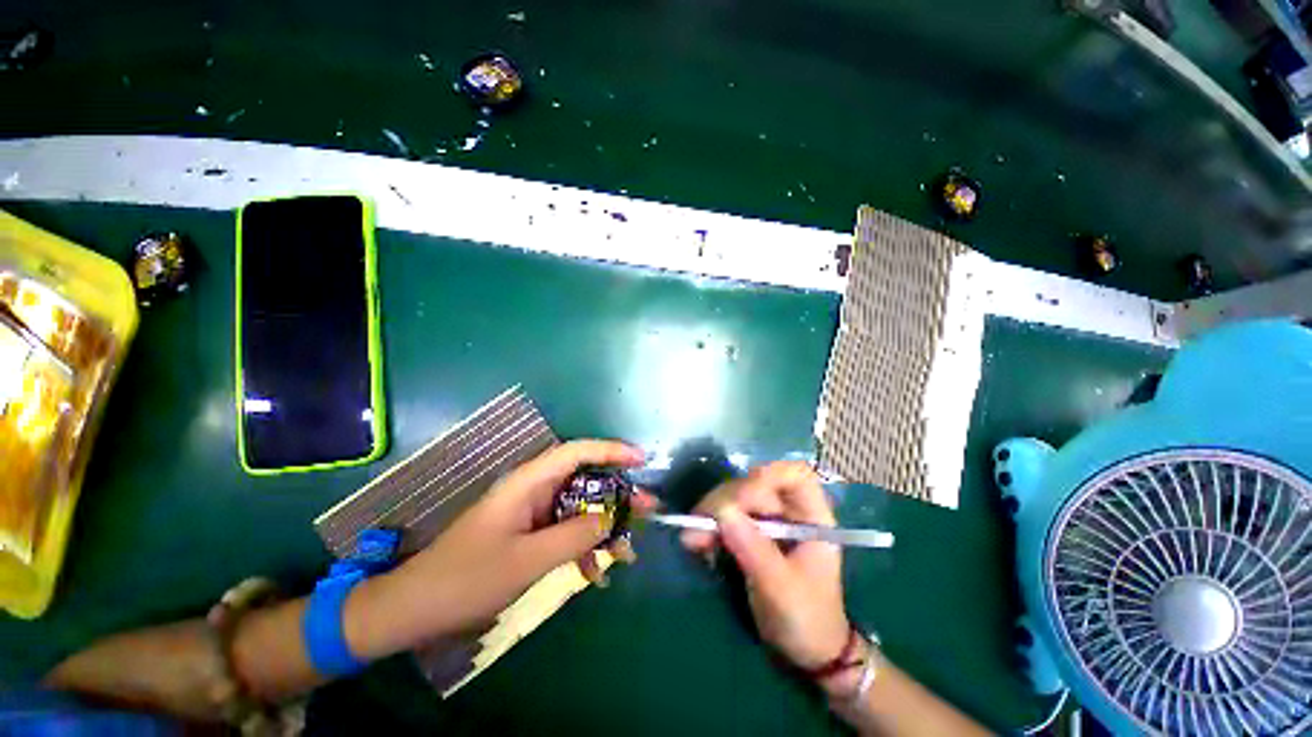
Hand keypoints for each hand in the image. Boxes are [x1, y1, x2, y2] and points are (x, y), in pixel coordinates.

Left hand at [346, 440, 652, 657]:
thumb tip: (612, 518)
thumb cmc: (466, 579)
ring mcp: (532, 512)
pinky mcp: (529, 533)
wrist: (415, 610)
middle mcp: (534, 490)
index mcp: (529, 483)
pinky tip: (595, 574)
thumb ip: (574, 536)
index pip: (577, 452)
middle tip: (647, 510)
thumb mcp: (526, 560)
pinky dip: (583, 548)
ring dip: (603, 527)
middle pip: (584, 480)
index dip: (611, 450)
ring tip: (627, 552)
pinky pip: (566, 531)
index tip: (642, 460)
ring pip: (579, 508)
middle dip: (617, 495)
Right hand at [681, 462, 850, 674]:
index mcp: (811, 518)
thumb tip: (723, 513)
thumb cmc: (807, 620)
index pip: (794, 475)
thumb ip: (754, 550)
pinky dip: (708, 528)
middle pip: (755, 485)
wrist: (804, 652)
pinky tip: (695, 544)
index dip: (768, 474)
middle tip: (700, 523)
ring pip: (735, 499)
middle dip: (727, 500)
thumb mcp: (782, 589)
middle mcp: (787, 511)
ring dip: (711, 514)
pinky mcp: (749, 533)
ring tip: (691, 538)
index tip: (741, 495)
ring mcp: (767, 521)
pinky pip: (725, 519)